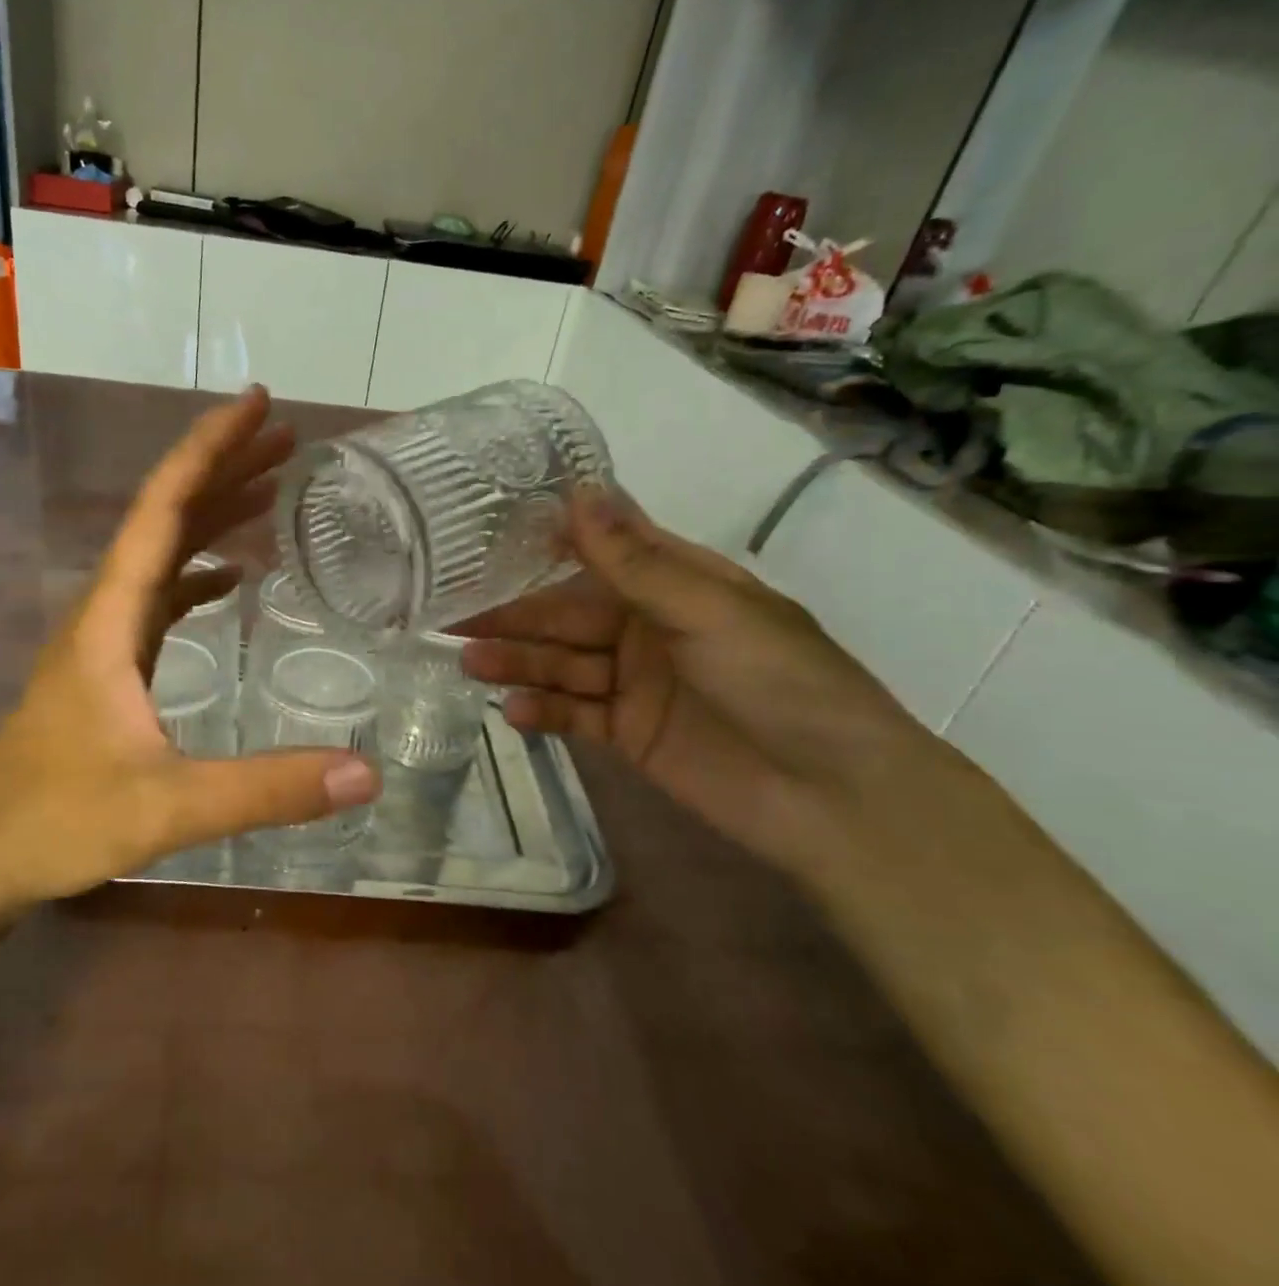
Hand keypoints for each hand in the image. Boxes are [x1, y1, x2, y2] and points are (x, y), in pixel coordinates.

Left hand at [0, 387, 379, 914]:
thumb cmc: (57, 821)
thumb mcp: (168, 807)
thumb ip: (265, 789)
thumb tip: (366, 774)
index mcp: (110, 618)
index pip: (162, 510)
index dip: (209, 449)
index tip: (259, 405)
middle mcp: (104, 611)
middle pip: (166, 517)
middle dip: (225, 468)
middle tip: (288, 439)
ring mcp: (104, 638)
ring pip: (162, 553)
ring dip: (214, 514)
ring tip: (273, 488)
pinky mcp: (110, 667)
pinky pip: (160, 596)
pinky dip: (199, 572)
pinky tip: (233, 577)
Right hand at [460, 486, 967, 877]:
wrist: (833, 796)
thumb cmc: (779, 682)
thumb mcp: (707, 612)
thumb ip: (634, 561)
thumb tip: (578, 489)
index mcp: (674, 583)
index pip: (598, 551)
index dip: (544, 544)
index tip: (483, 536)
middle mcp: (647, 626)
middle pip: (567, 613)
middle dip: (515, 614)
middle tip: (452, 613)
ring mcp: (634, 682)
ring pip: (562, 664)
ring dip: (518, 661)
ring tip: (468, 662)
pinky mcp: (627, 733)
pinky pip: (573, 714)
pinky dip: (542, 711)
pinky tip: (511, 710)